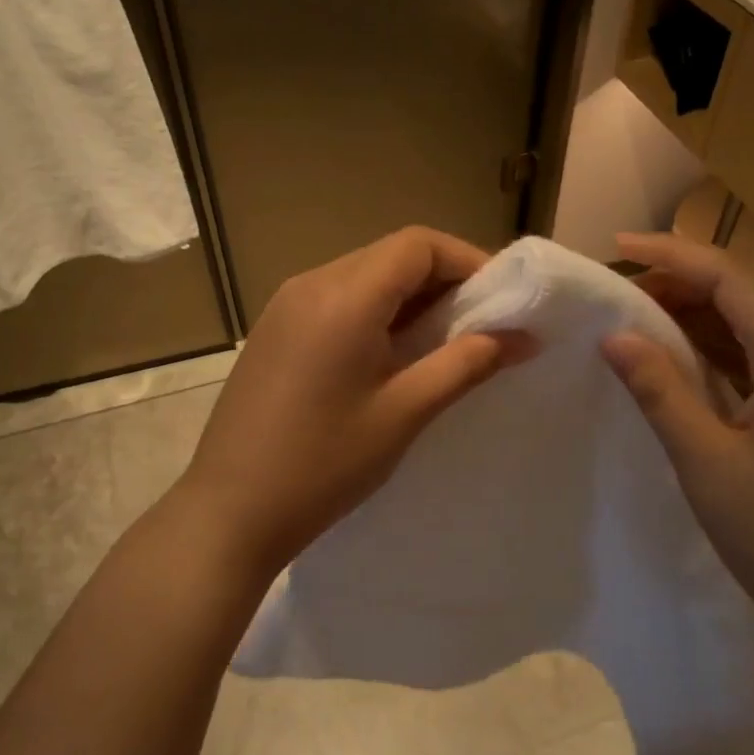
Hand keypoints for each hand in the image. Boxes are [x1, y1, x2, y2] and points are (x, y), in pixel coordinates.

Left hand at [177, 227, 527, 580]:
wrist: (229, 510)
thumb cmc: (324, 464)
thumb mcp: (405, 412)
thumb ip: (467, 364)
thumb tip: (524, 337)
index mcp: (344, 296)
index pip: (418, 245)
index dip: (467, 260)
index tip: (500, 299)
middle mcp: (310, 284)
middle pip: (390, 255)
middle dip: (442, 278)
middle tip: (479, 323)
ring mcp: (284, 304)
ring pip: (362, 275)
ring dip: (407, 296)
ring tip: (440, 341)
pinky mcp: (273, 329)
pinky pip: (335, 298)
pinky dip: (373, 310)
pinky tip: (388, 354)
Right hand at [600, 233, 753, 663]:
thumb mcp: (706, 462)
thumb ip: (660, 390)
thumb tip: (614, 336)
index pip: (731, 279)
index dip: (672, 255)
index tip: (616, 247)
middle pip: (746, 293)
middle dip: (681, 280)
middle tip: (619, 291)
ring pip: (753, 323)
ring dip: (697, 312)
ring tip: (638, 318)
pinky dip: (716, 347)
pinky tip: (680, 359)